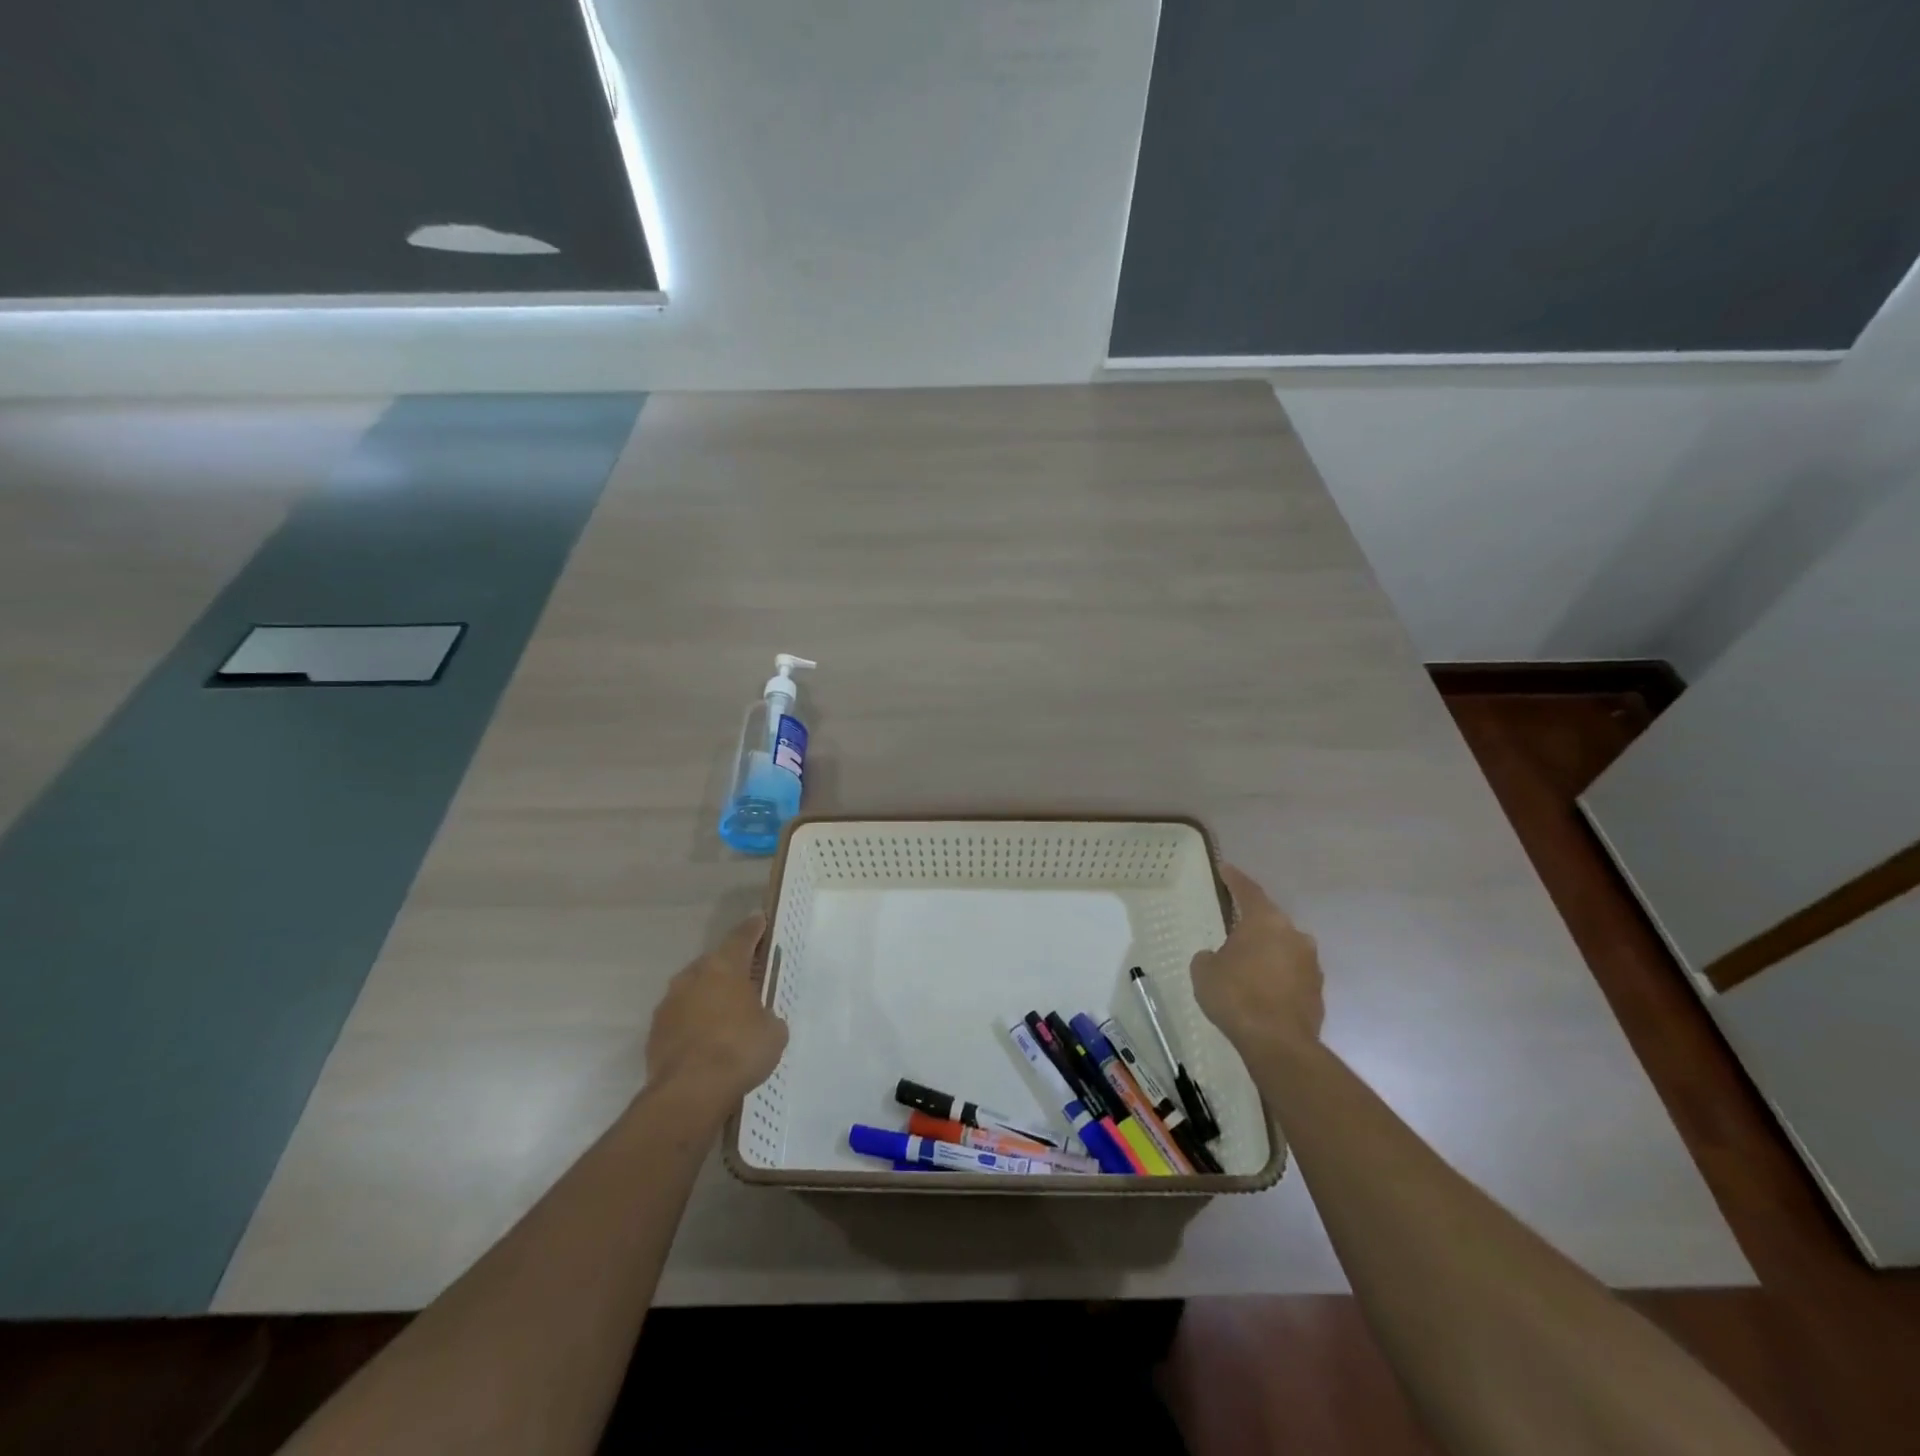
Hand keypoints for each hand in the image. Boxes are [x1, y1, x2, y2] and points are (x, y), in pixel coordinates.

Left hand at [644, 914, 788, 1112]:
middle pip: (715, 962)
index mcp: (724, 967)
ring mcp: (669, 1003)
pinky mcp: (655, 1031)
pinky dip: (694, 1022)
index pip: (742, 937)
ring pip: (694, 989)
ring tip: (726, 1015)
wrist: (689, 1092)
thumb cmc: (739, 1050)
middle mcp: (693, 976)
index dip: (754, 928)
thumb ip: (767, 1016)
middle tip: (747, 978)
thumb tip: (759, 1019)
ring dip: (709, 996)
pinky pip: (681, 1017)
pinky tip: (706, 1041)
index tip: (760, 920)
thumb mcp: (773, 1032)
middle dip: (730, 968)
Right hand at [1190, 865, 1323, 1059]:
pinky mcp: (1317, 992)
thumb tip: (1217, 958)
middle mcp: (1294, 935)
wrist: (1278, 1043)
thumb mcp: (1204, 971)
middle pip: (1270, 921)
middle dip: (1252, 923)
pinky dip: (1276, 977)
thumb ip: (1209, 956)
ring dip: (1267, 953)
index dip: (1235, 879)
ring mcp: (1310, 964)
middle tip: (1233, 927)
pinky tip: (1260, 992)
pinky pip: (1291, 975)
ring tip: (1246, 965)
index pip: (1248, 890)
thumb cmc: (1236, 995)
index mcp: (1265, 921)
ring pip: (1284, 949)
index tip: (1226, 869)